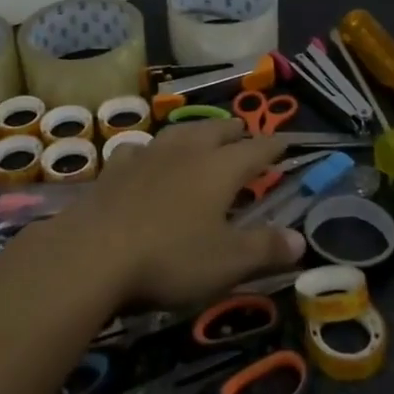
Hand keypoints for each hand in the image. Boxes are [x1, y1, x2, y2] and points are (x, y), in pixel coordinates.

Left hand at [59, 118, 304, 310]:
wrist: (93, 253)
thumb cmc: (170, 257)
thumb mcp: (227, 262)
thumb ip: (265, 248)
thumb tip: (300, 240)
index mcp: (219, 168)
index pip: (256, 149)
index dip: (274, 146)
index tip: (287, 141)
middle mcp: (186, 151)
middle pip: (216, 131)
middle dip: (234, 131)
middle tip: (244, 132)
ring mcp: (147, 155)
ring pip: (179, 133)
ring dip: (196, 133)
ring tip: (202, 137)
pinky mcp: (116, 169)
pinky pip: (141, 150)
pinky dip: (152, 151)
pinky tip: (147, 157)